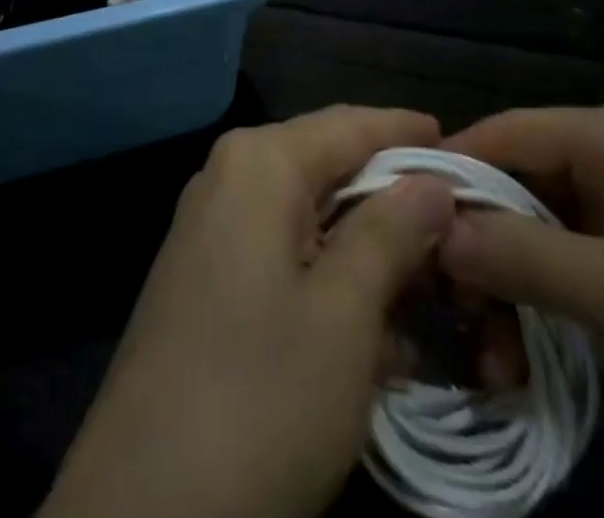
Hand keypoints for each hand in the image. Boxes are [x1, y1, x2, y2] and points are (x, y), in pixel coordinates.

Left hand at [41, 106, 455, 517]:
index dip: (407, 133)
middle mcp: (229, 177)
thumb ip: (392, 232)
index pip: (350, 124)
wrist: (142, 510)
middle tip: (457, 228)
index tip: (462, 147)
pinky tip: (376, 331)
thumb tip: (432, 181)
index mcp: (260, 162)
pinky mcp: (205, 279)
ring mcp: (211, 229)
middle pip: (329, 166)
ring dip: (368, 250)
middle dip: (392, 199)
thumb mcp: (344, 314)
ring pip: (310, 217)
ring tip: (429, 287)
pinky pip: (283, 254)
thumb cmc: (260, 397)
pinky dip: (332, 280)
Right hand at [440, 105, 603, 517]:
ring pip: (542, 236)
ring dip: (507, 291)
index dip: (449, 173)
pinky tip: (519, 360)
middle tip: (441, 312)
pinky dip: (543, 309)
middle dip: (478, 248)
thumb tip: (431, 227)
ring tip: (484, 358)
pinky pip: (575, 272)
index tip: (396, 222)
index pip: (505, 133)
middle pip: (520, 187)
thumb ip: (522, 255)